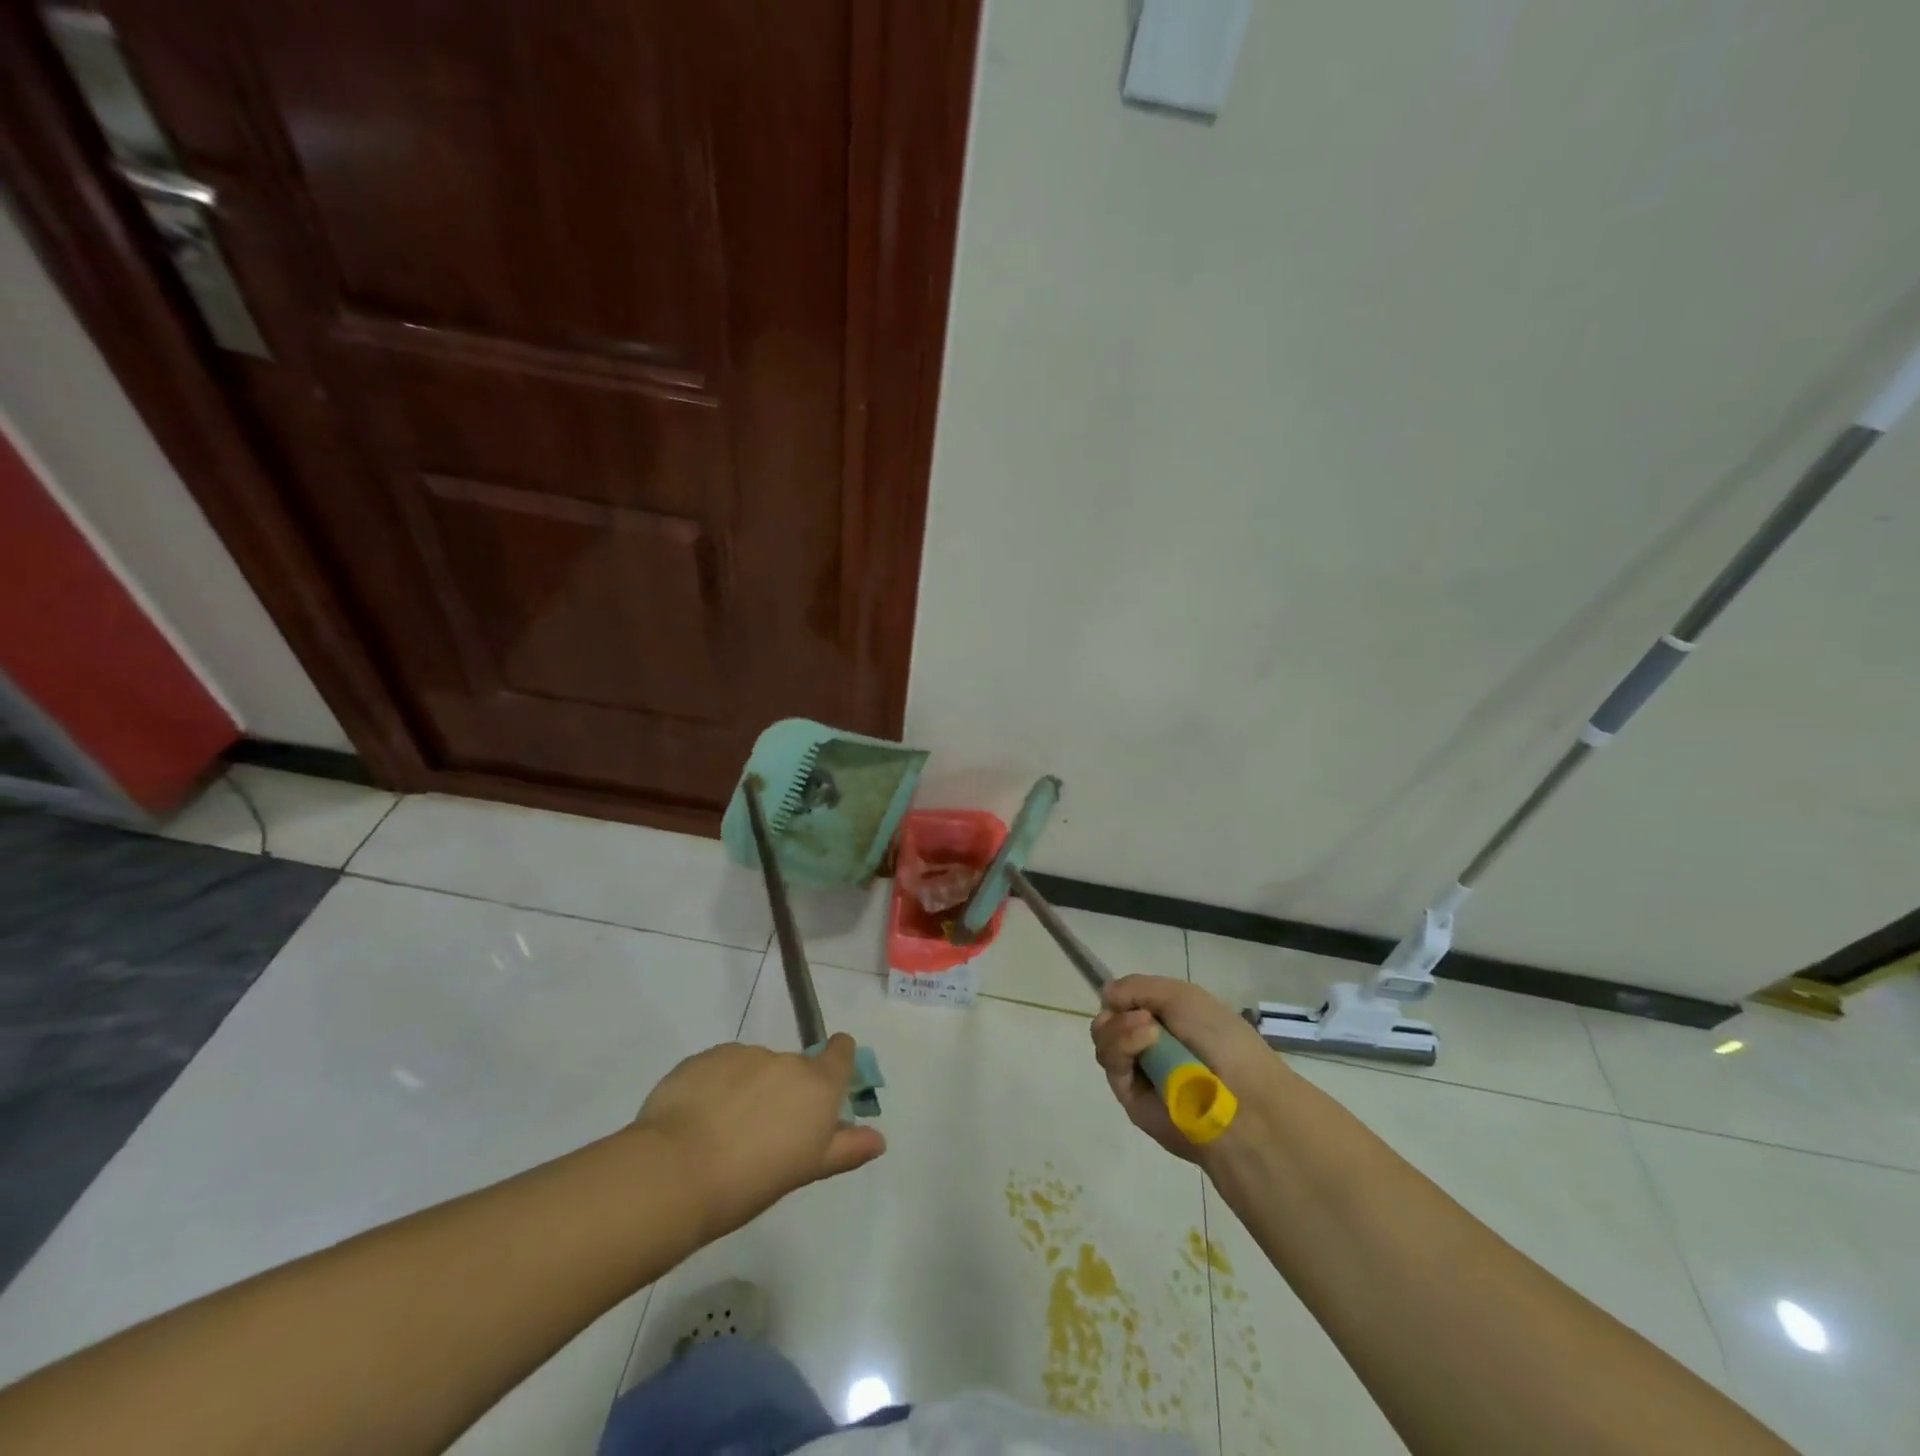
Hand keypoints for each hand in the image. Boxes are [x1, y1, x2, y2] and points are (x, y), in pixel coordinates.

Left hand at [635, 1035, 885, 1238]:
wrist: (676, 1172)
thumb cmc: (751, 1181)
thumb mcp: (806, 1169)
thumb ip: (845, 1148)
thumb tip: (879, 1139)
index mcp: (817, 1085)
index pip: (841, 1051)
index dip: (838, 1059)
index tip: (828, 1080)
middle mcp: (786, 1061)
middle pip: (795, 1067)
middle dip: (785, 1091)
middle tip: (765, 1132)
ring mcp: (744, 1054)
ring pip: (755, 1068)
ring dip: (748, 1089)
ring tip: (724, 1132)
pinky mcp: (706, 1057)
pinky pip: (720, 1068)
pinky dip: (716, 1087)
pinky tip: (697, 1121)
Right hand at [1090, 976, 1288, 1163]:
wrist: (1241, 1100)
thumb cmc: (1221, 1040)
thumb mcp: (1183, 996)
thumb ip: (1138, 987)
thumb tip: (1106, 995)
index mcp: (1168, 1022)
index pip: (1126, 1003)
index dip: (1122, 996)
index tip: (1127, 995)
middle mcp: (1150, 1045)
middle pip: (1108, 1021)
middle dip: (1117, 1012)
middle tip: (1141, 1016)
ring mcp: (1139, 1071)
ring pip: (1104, 1040)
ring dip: (1120, 1027)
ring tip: (1148, 1029)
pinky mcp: (1130, 1097)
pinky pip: (1111, 1063)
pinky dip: (1122, 1045)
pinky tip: (1146, 1040)